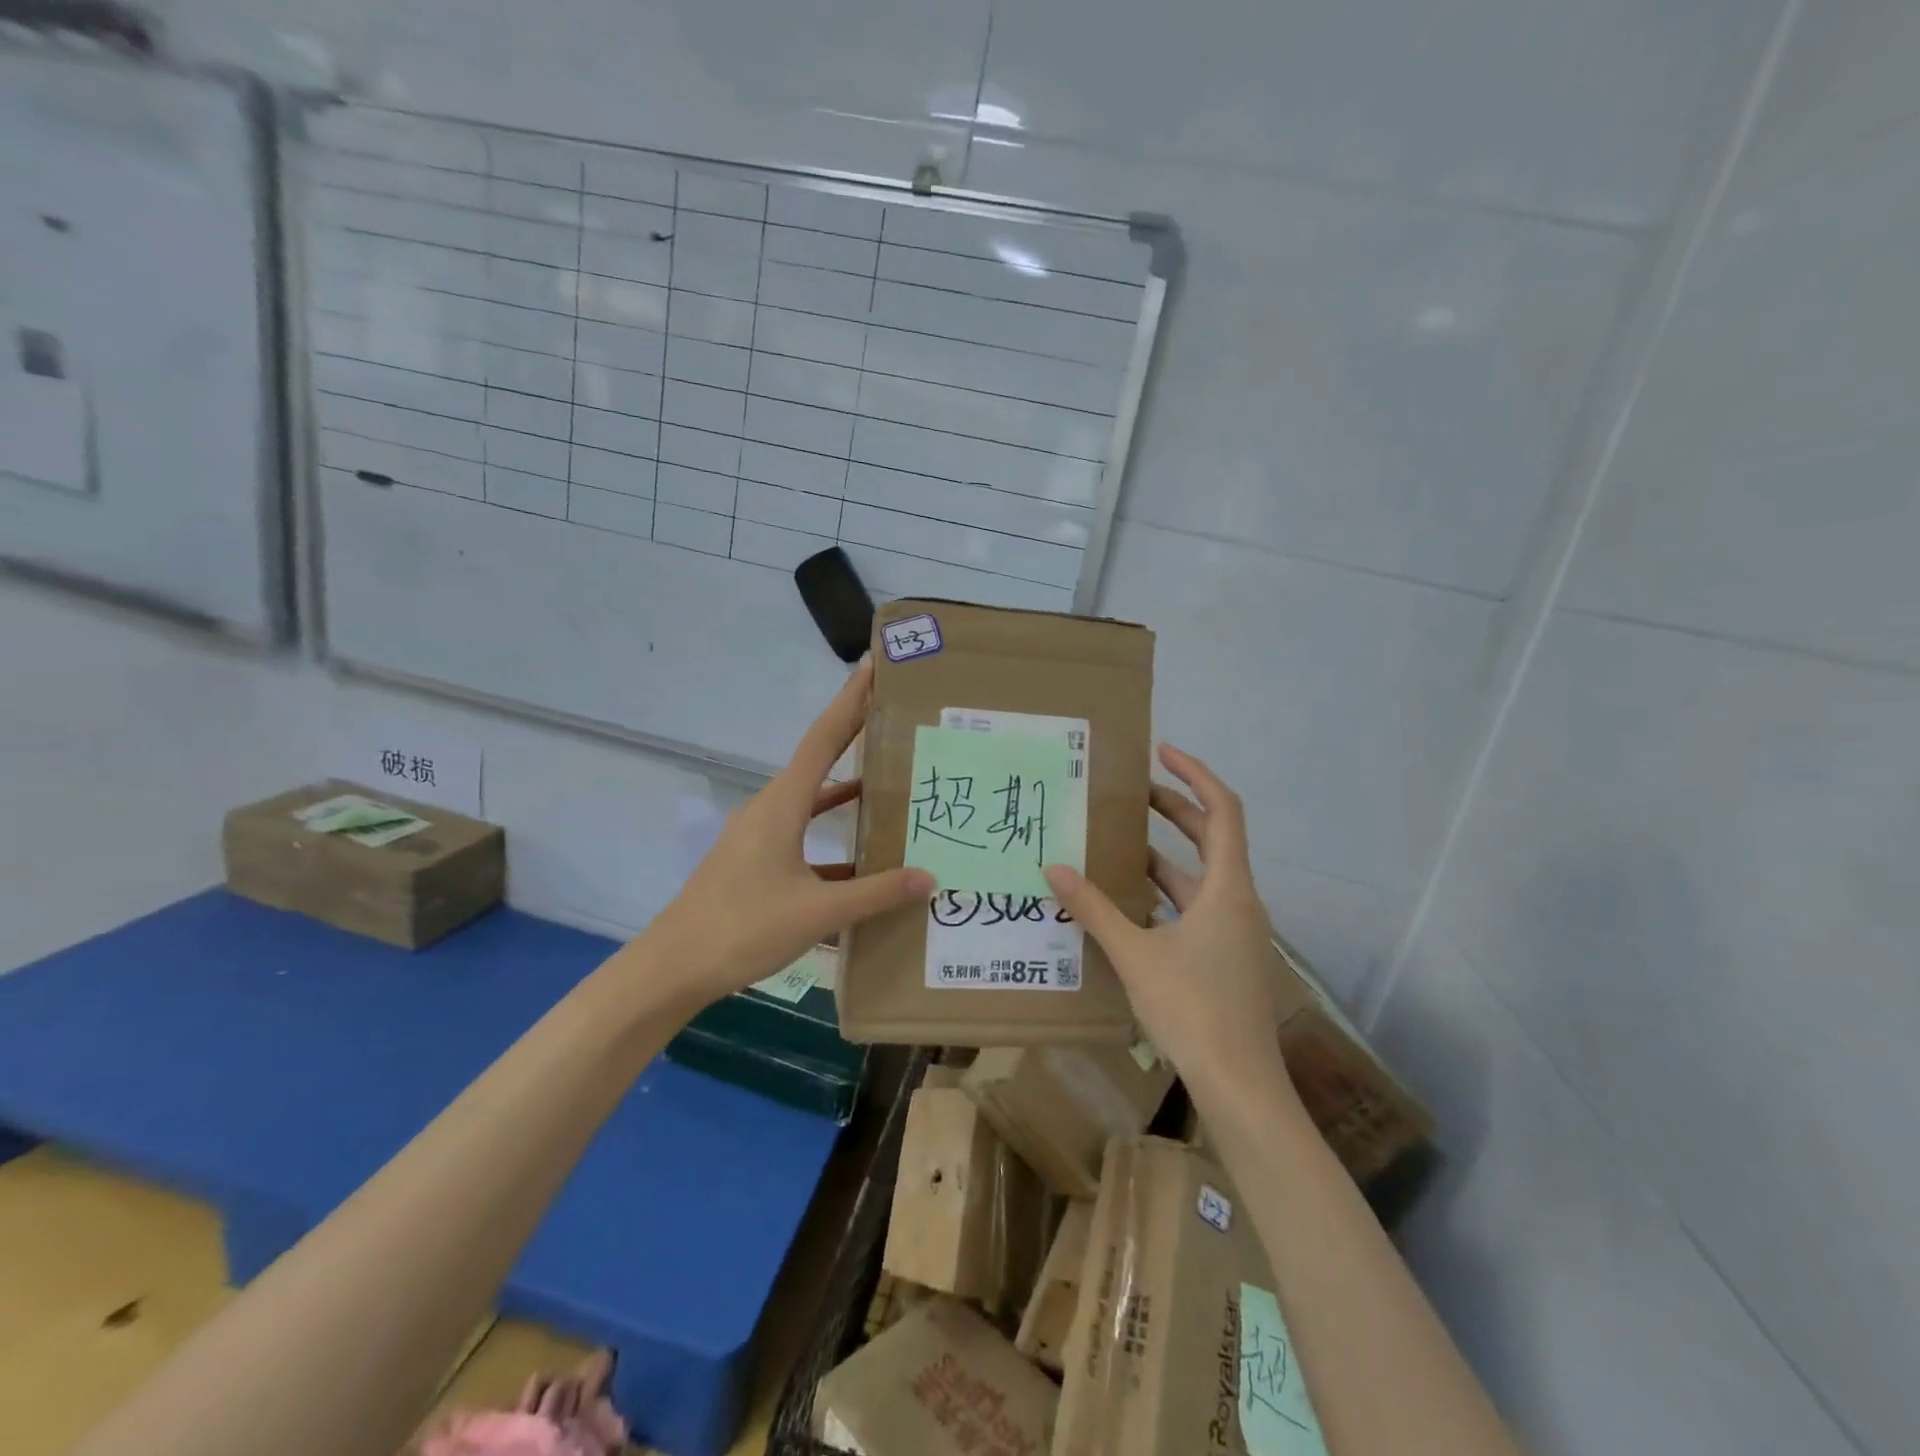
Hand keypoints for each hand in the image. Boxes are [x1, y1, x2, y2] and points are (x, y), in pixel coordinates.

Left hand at [643, 658, 932, 1005]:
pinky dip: (832, 836)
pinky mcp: (756, 862)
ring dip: (848, 791)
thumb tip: (930, 877)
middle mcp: (771, 808)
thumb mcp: (818, 911)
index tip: (874, 666)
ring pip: (813, 801)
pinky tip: (864, 859)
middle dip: (856, 736)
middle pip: (821, 761)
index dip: (850, 701)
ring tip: (893, 784)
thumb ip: (876, 893)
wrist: (674, 967)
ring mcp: (760, 836)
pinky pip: (803, 836)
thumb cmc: (743, 928)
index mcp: (782, 804)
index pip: (824, 738)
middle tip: (898, 719)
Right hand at [1044, 745, 1291, 1098]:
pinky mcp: (1228, 955)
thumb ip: (1093, 909)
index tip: (1161, 753)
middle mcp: (1239, 900)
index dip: (1195, 774)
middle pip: (1212, 838)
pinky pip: (1198, 907)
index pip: (1223, 809)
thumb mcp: (1134, 953)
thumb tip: (1053, 868)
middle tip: (1131, 792)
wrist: (1240, 1084)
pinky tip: (1131, 902)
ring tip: (1120, 842)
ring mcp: (1237, 931)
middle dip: (1174, 810)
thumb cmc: (1193, 1009)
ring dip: (1166, 856)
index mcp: (1228, 888)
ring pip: (1202, 876)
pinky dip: (1167, 894)